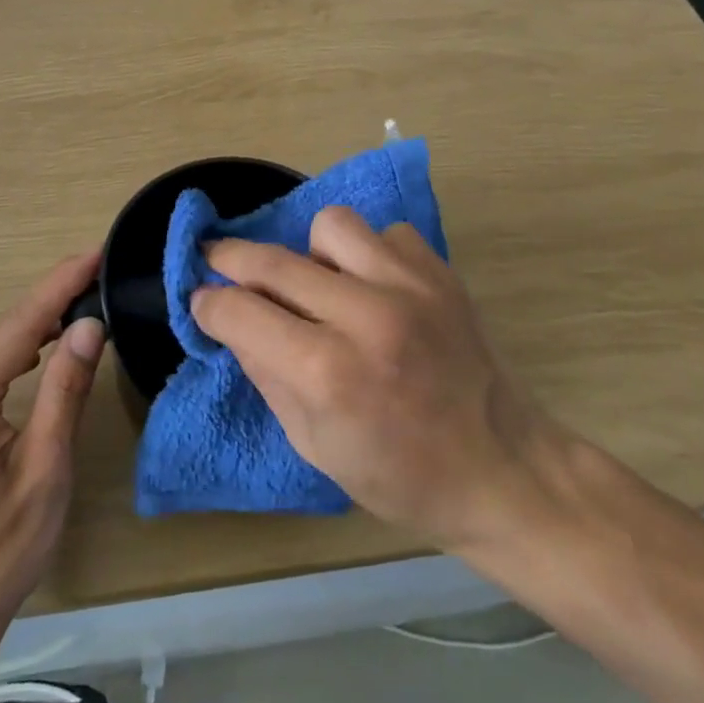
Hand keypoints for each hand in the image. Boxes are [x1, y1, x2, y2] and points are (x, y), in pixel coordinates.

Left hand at [0, 252, 104, 639]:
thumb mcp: (44, 471)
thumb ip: (64, 391)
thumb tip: (88, 326)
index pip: (18, 326)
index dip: (59, 284)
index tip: (94, 252)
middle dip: (48, 299)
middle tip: (95, 273)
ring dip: (32, 326)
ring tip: (77, 303)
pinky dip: (12, 354)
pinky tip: (36, 351)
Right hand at [192, 208, 565, 551]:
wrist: (502, 471)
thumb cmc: (400, 477)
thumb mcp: (313, 444)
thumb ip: (264, 374)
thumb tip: (230, 321)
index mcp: (328, 373)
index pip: (240, 312)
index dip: (208, 305)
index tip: (201, 302)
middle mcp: (367, 316)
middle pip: (273, 261)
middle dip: (230, 259)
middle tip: (218, 263)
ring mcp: (411, 287)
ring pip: (329, 225)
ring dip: (308, 252)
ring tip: (316, 283)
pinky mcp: (442, 274)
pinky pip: (385, 235)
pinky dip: (367, 256)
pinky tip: (372, 288)